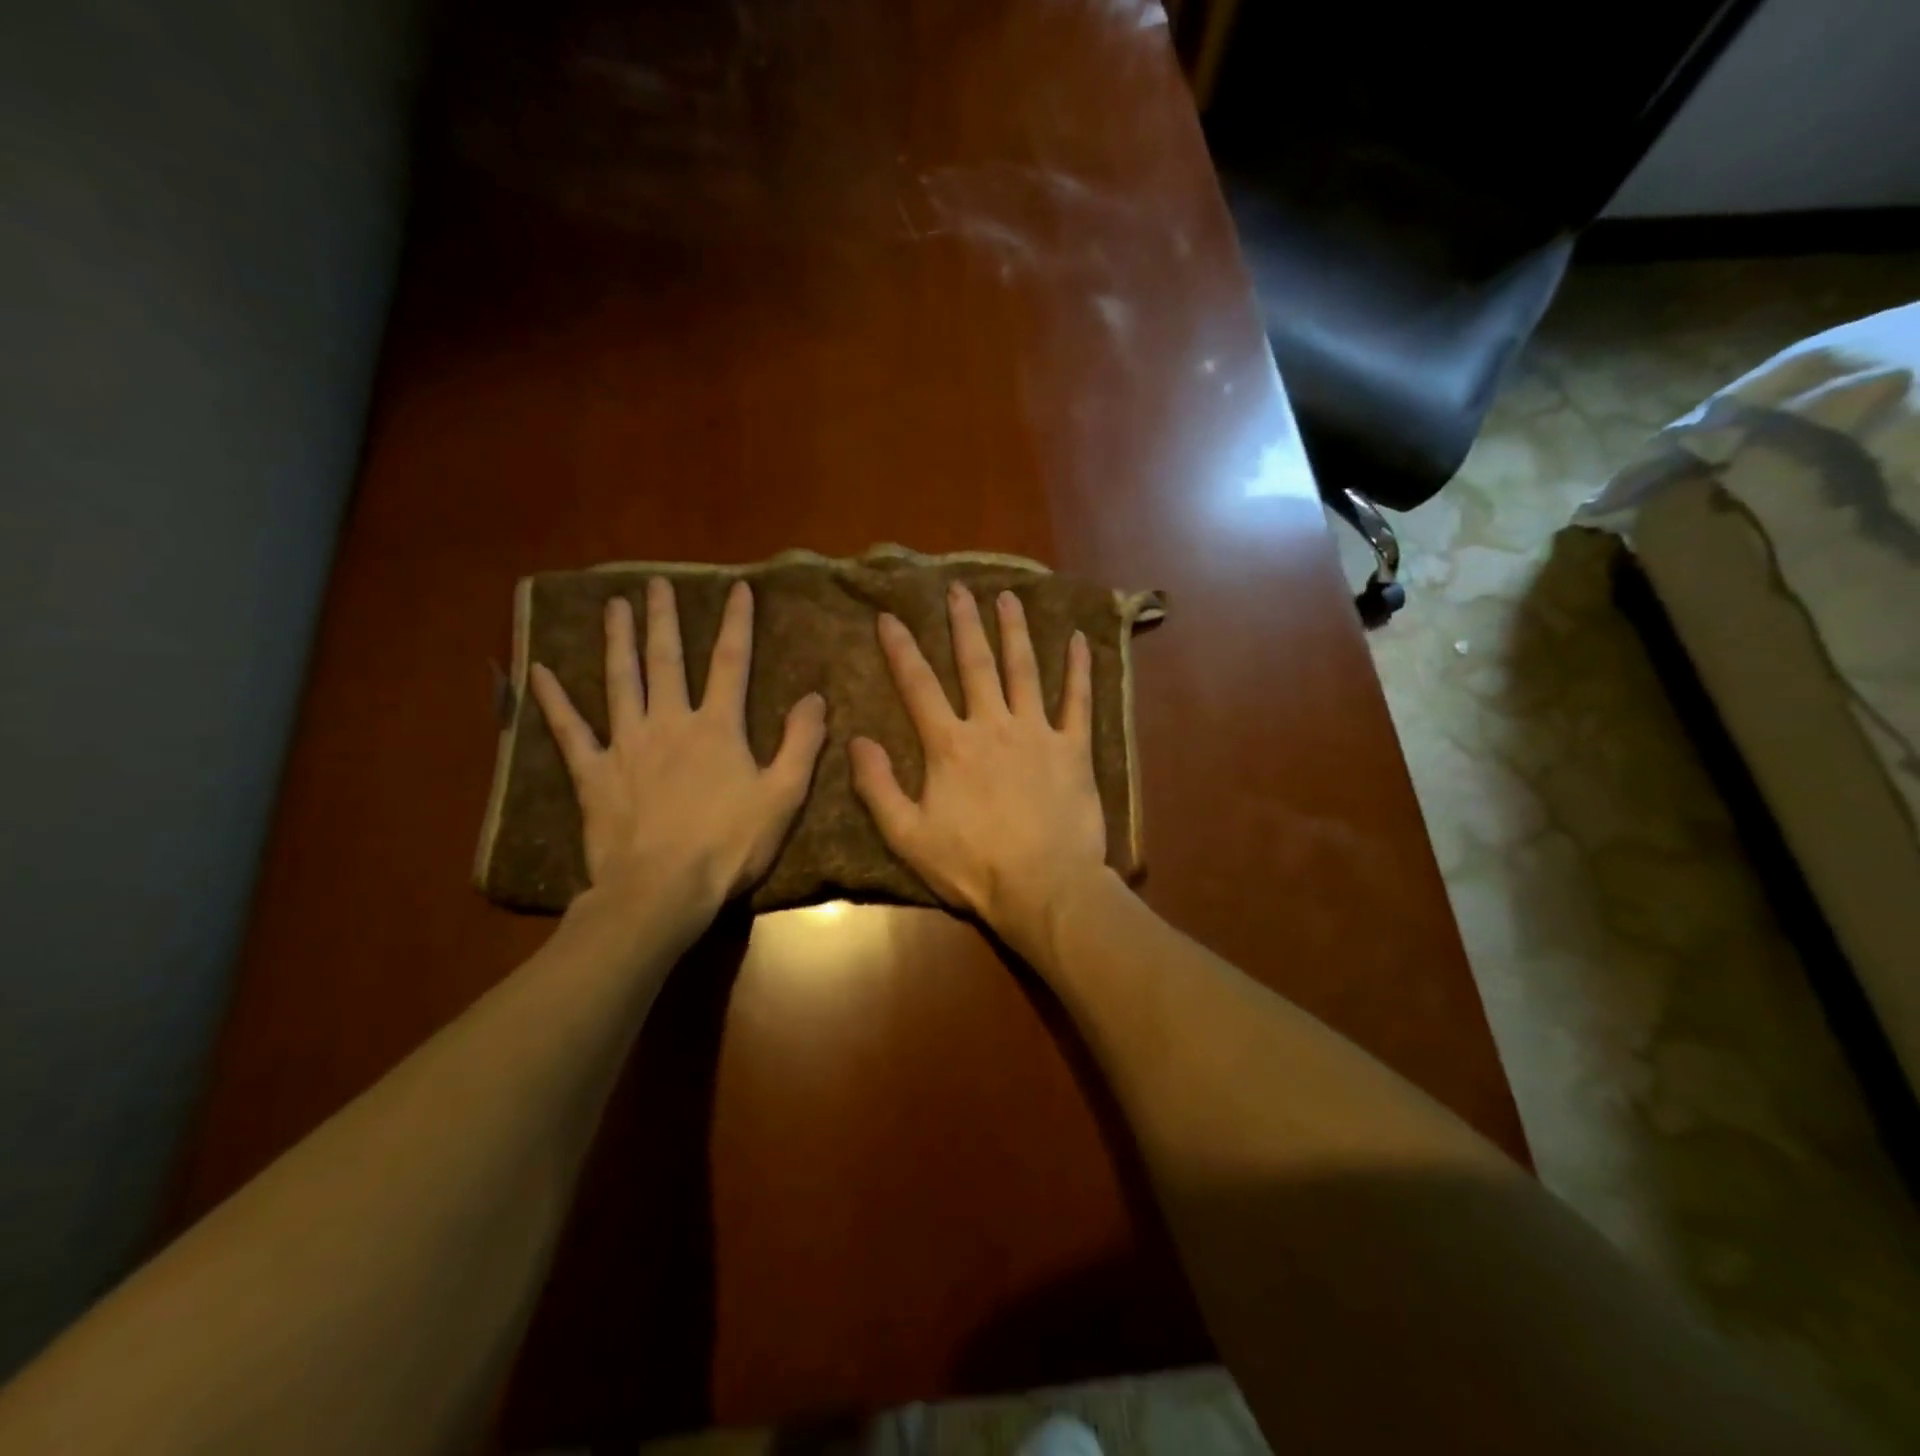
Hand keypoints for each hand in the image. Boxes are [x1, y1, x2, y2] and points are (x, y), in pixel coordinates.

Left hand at [530, 578, 826, 919]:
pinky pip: (571, 731)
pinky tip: (540, 671)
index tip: (738, 588)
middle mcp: (669, 722)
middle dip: (665, 619)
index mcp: (718, 728)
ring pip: (620, 681)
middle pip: (667, 660)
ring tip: (613, 607)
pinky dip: (554, 701)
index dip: (737, 623)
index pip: (732, 662)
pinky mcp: (594, 773)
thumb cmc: (730, 845)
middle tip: (656, 584)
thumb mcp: (784, 796)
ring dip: (618, 641)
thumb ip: (801, 743)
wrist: (662, 889)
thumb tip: (814, 697)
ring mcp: (627, 745)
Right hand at [849, 581, 1109, 953]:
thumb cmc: (972, 866)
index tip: (889, 615)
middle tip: (958, 588)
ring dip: (1015, 631)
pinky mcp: (1074, 748)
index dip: (901, 649)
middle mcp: (993, 725)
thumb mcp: (908, 836)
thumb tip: (856, 741)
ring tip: (1008, 597)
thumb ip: (878, 787)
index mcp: (950, 745)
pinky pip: (1078, 701)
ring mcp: (1038, 732)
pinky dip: (1080, 670)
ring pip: (1025, 670)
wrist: (1044, 887)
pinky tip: (1080, 640)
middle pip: (975, 664)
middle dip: (964, 624)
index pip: (918, 686)